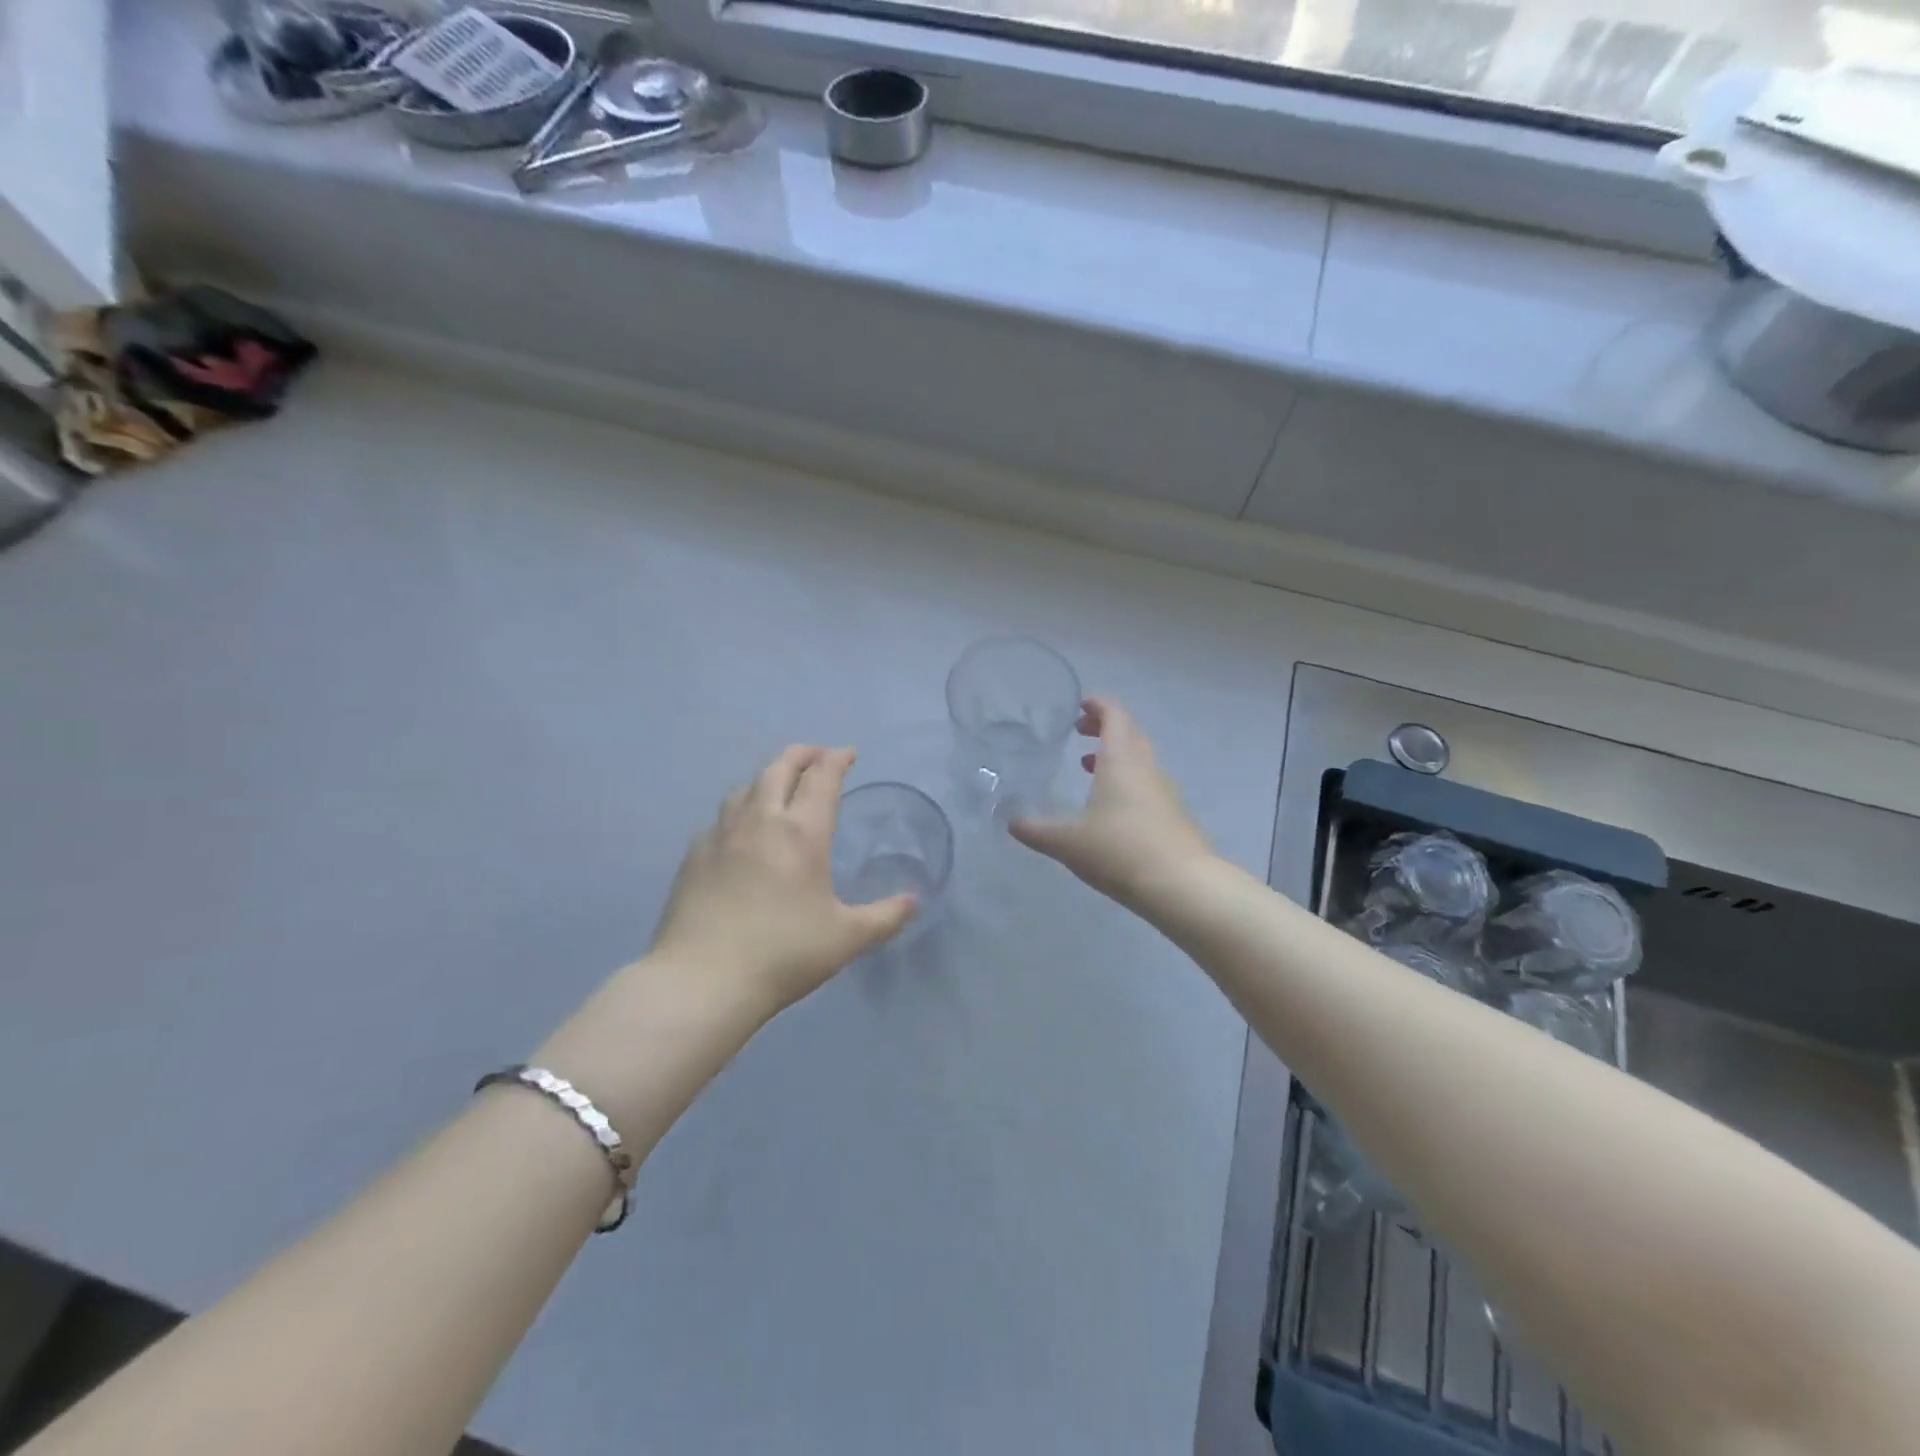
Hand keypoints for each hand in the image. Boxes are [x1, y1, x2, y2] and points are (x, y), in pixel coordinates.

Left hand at [650, 745, 918, 1008]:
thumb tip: (914, 901)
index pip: (822, 778)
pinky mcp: (694, 855)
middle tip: (816, 755)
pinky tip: (741, 829)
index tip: (848, 753)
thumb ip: (885, 916)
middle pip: (779, 768)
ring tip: (779, 785)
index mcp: (802, 833)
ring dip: (768, 776)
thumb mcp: (846, 939)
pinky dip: (740, 808)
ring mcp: (721, 834)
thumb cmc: (783, 954)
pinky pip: (721, 816)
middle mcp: (761, 821)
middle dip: (802, 754)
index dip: (837, 759)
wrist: (701, 980)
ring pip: (746, 787)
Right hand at [1009, 697, 1213, 906]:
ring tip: (1088, 766)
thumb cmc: (1119, 850)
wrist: (1180, 885)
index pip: (1114, 716)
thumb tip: (1011, 822)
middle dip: (1105, 727)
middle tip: (1079, 731)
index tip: (1080, 705)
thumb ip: (1036, 830)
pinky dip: (1126, 780)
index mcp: (1121, 761)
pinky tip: (1109, 806)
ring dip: (1115, 755)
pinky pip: (1146, 783)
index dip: (1098, 705)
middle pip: (1129, 733)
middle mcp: (1145, 768)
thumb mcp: (1067, 842)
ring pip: (1139, 759)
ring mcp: (1164, 791)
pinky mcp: (1172, 815)